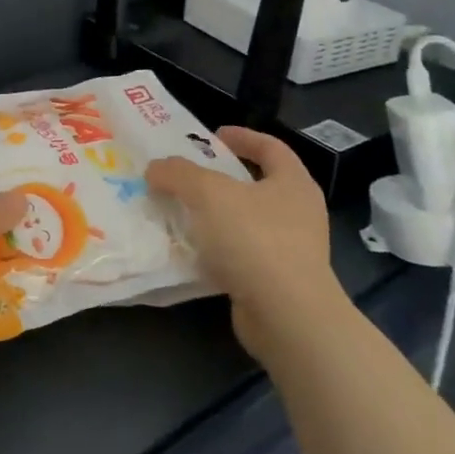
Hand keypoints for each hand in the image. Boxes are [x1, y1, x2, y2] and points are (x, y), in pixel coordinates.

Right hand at [145, 126, 339, 352]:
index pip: (270, 147)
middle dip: (220, 178)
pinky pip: (240, 255)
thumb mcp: (208, 193)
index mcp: (294, 183)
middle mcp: (298, 213)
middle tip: (186, 173)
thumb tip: (156, 168)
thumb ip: (178, 173)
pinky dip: (216, 248)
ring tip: (180, 210)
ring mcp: (291, 250)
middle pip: (256, 184)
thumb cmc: (255, 240)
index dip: (242, 136)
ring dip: (214, 215)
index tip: (212, 135)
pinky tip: (189, 249)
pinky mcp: (276, 282)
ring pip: (246, 221)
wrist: (288, 318)